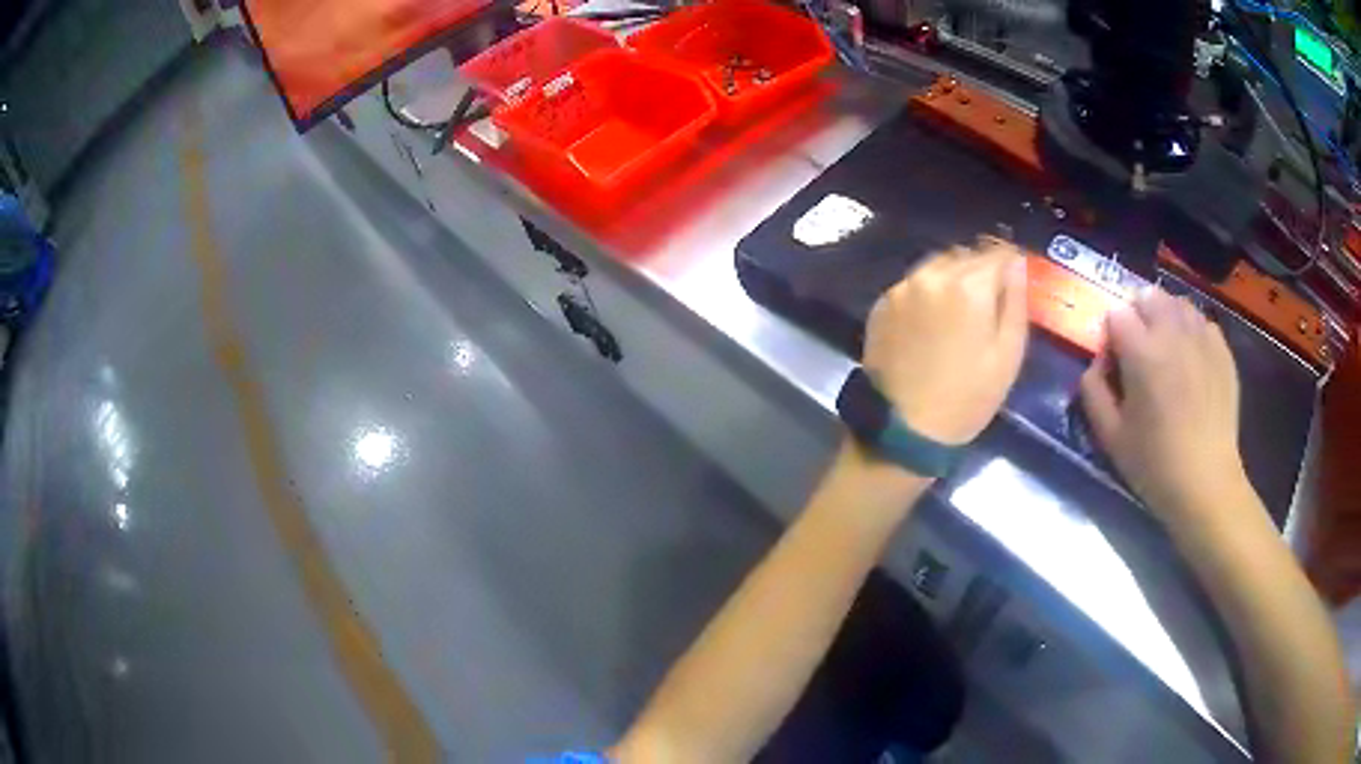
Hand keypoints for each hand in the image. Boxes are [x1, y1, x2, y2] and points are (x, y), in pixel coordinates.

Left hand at [862, 241, 1028, 445]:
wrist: (903, 430)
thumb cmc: (967, 398)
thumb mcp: (1007, 355)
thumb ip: (1015, 302)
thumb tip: (1017, 264)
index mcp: (968, 285)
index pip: (998, 252)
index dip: (1010, 262)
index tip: (1016, 277)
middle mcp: (931, 275)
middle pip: (966, 255)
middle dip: (981, 270)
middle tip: (990, 301)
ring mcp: (901, 287)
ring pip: (937, 265)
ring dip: (953, 277)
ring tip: (961, 311)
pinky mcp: (881, 304)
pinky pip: (913, 284)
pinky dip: (927, 292)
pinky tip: (932, 322)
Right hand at [1079, 288, 1250, 526]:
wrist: (1206, 483)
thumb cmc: (1154, 464)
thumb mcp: (1110, 436)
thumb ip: (1093, 391)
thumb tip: (1096, 363)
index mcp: (1142, 352)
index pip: (1116, 314)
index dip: (1111, 335)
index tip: (1115, 362)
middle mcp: (1172, 333)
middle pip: (1148, 295)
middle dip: (1138, 315)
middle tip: (1139, 350)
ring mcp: (1202, 337)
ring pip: (1177, 302)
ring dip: (1165, 317)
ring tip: (1167, 350)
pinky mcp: (1222, 350)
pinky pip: (1202, 322)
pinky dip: (1191, 331)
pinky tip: (1191, 360)